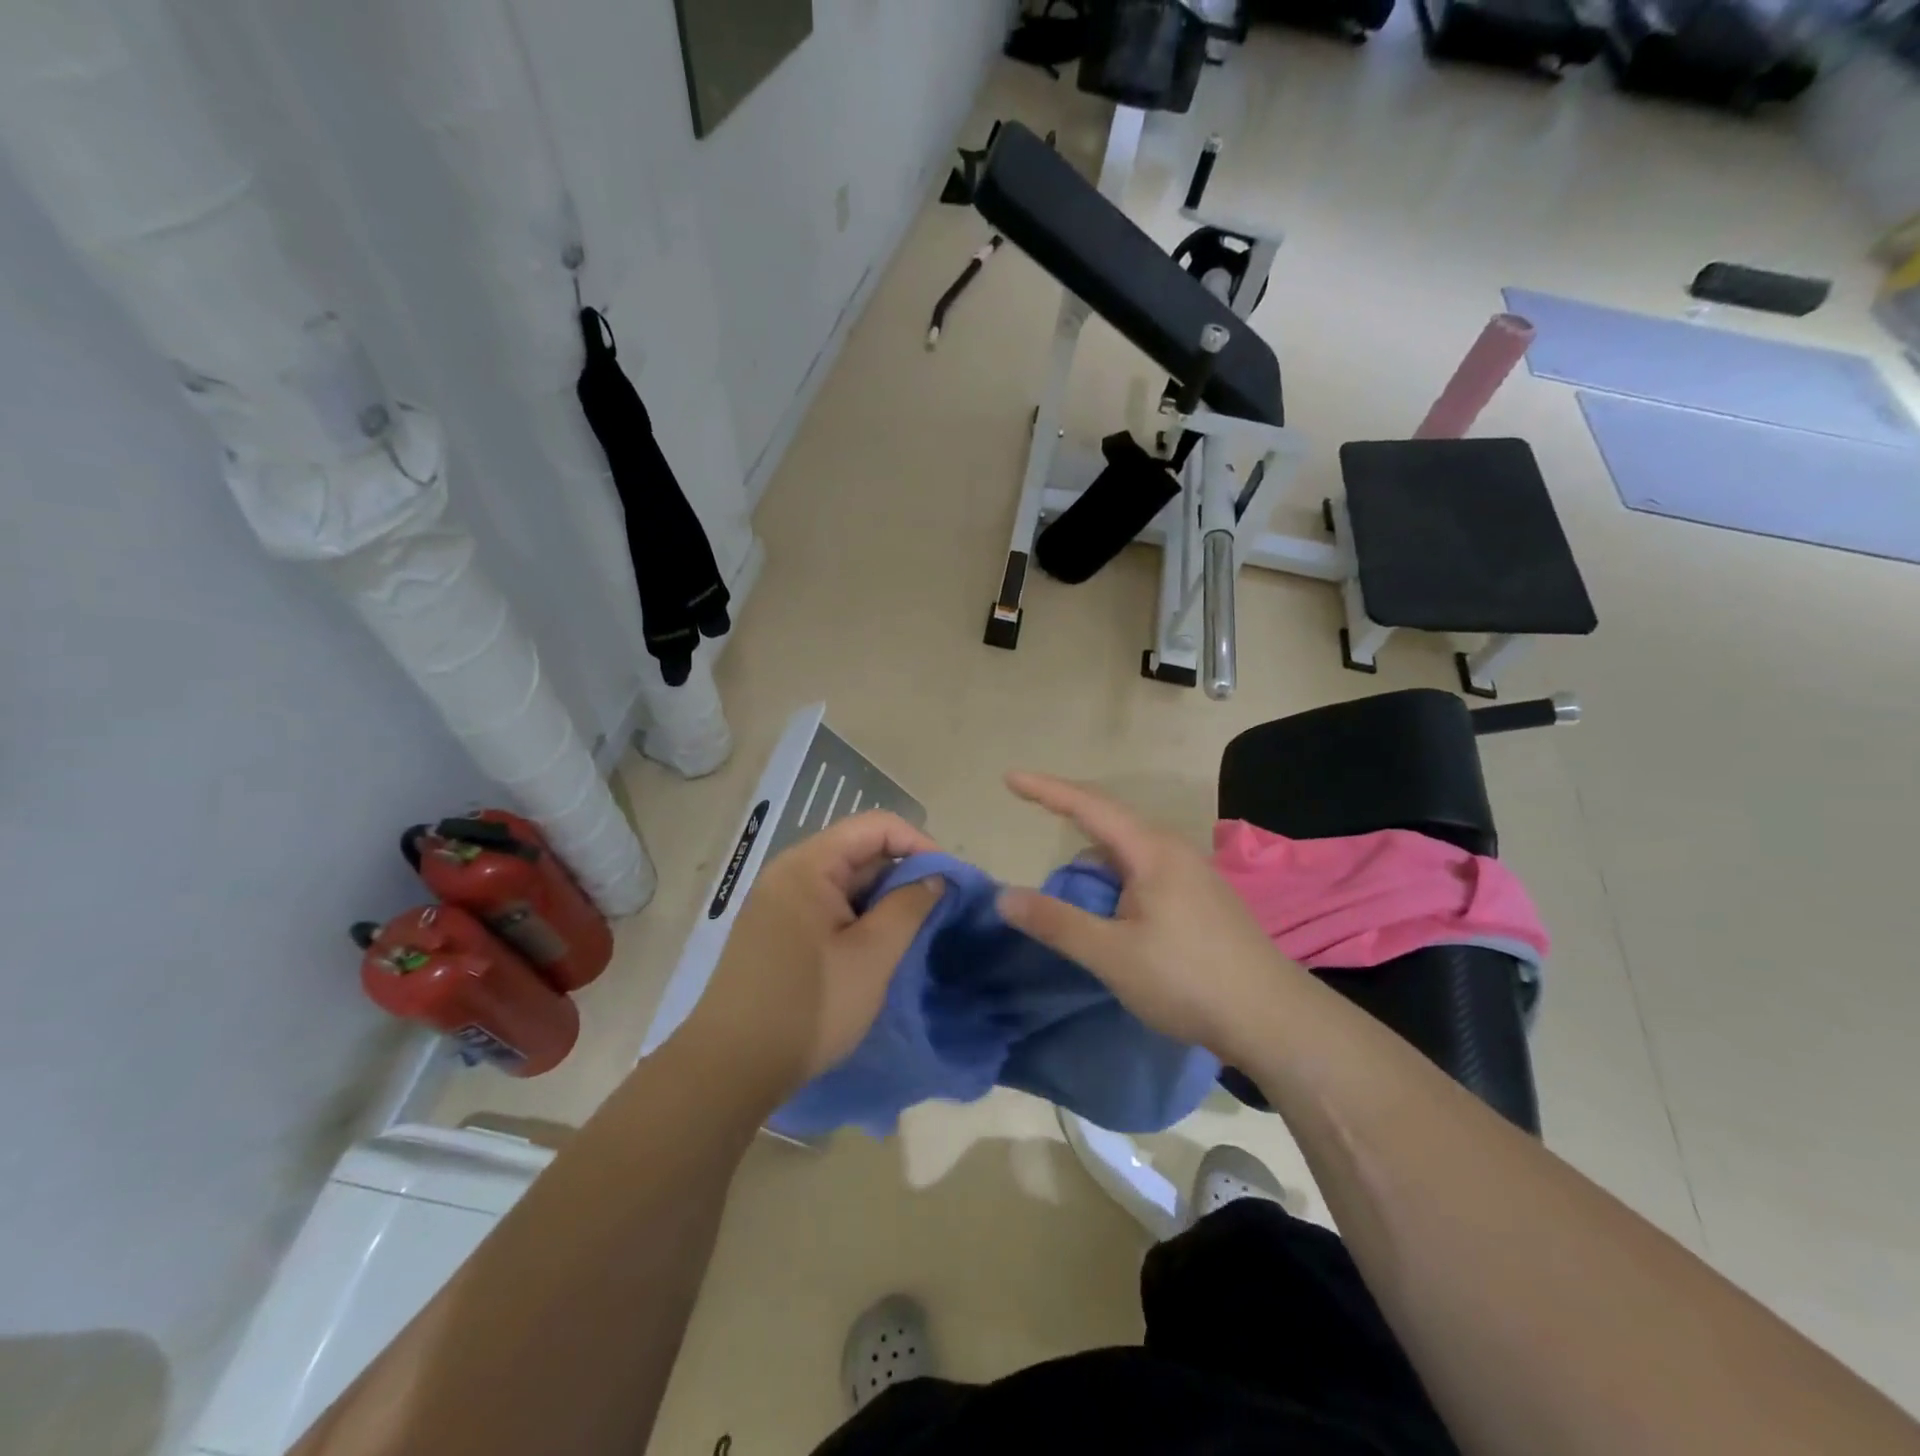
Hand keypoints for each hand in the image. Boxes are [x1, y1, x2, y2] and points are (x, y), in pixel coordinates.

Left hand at [679, 811, 941, 1104]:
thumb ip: (909, 906)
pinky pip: (827, 906)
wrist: (730, 1069)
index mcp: (808, 865)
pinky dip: (858, 917)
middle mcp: (789, 873)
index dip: (918, 843)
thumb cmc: (810, 1006)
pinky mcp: (776, 932)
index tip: (948, 879)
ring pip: (844, 882)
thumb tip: (935, 877)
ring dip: (882, 898)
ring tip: (914, 929)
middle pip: (858, 850)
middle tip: (938, 908)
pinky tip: (878, 947)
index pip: (875, 826)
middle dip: (903, 873)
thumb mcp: (872, 955)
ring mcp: (779, 903)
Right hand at [995, 772, 1298, 1066]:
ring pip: (1129, 853)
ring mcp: (1193, 874)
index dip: (1045, 790)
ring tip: (1068, 893)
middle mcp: (1173, 850)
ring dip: (1093, 864)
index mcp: (1151, 851)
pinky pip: (1145, 873)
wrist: (1273, 1019)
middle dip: (1068, 818)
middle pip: (1110, 823)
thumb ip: (1056, 922)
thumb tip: (1005, 897)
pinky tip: (1111, 913)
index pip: (1088, 806)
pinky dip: (1115, 882)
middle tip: (1031, 818)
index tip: (1010, 778)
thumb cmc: (1187, 979)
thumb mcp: (1111, 954)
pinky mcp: (1202, 899)